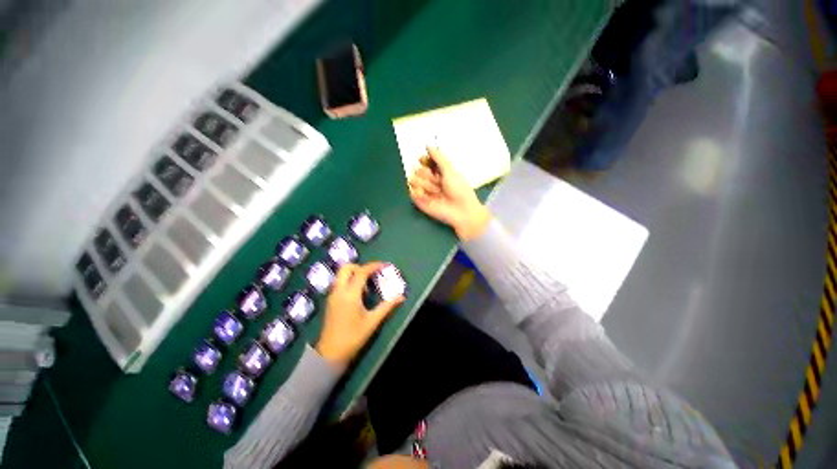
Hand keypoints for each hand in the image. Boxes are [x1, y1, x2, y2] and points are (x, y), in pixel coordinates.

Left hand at [315, 262, 403, 368]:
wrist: (330, 354)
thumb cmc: (353, 337)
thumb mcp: (372, 322)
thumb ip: (387, 306)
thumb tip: (401, 296)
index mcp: (350, 295)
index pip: (361, 272)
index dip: (374, 266)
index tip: (385, 265)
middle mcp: (339, 291)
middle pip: (347, 267)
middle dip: (361, 266)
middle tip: (373, 275)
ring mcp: (332, 295)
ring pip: (342, 274)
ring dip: (355, 273)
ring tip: (368, 285)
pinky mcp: (331, 300)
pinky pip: (340, 282)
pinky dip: (350, 281)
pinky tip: (359, 294)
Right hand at [408, 146, 491, 240]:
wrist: (462, 211)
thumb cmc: (459, 189)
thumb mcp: (450, 170)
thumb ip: (438, 157)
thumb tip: (427, 145)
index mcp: (440, 173)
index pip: (426, 162)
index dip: (424, 160)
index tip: (424, 160)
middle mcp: (432, 181)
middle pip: (419, 171)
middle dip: (425, 174)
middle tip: (436, 180)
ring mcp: (426, 192)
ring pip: (414, 181)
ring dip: (423, 183)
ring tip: (435, 190)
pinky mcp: (421, 203)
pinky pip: (412, 193)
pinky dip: (417, 193)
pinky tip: (426, 196)